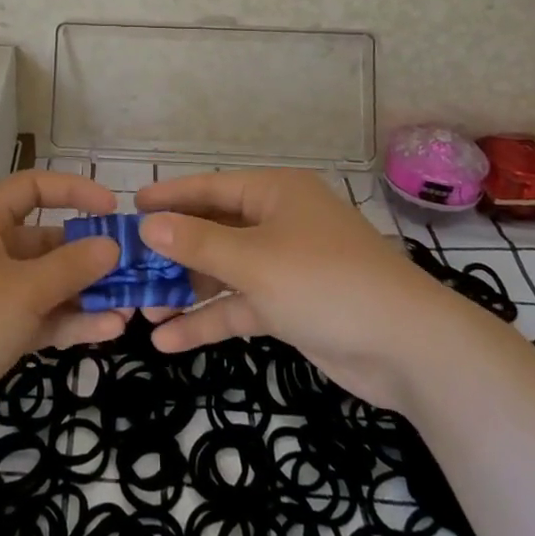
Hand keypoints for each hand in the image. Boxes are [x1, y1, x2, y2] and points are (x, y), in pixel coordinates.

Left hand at [0, 170, 126, 447]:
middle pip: (43, 241)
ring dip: (84, 293)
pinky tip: (108, 331)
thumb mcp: (24, 289)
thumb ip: (73, 266)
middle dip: (87, 254)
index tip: (112, 209)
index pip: (32, 187)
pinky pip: (35, 318)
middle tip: (131, 268)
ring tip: (131, 304)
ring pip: (43, 284)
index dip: (73, 191)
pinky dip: (67, 322)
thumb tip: (111, 245)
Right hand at [135, 169, 474, 411]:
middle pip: (213, 230)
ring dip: (186, 289)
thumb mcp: (254, 260)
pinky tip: (167, 341)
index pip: (209, 188)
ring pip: (223, 271)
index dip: (169, 197)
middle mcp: (278, 222)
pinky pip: (239, 306)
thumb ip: (197, 243)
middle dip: (172, 251)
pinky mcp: (290, 306)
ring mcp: (284, 266)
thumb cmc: (325, 282)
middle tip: (126, 267)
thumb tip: (147, 225)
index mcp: (274, 193)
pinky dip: (208, 321)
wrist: (408, 348)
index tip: (129, 208)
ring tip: (139, 308)